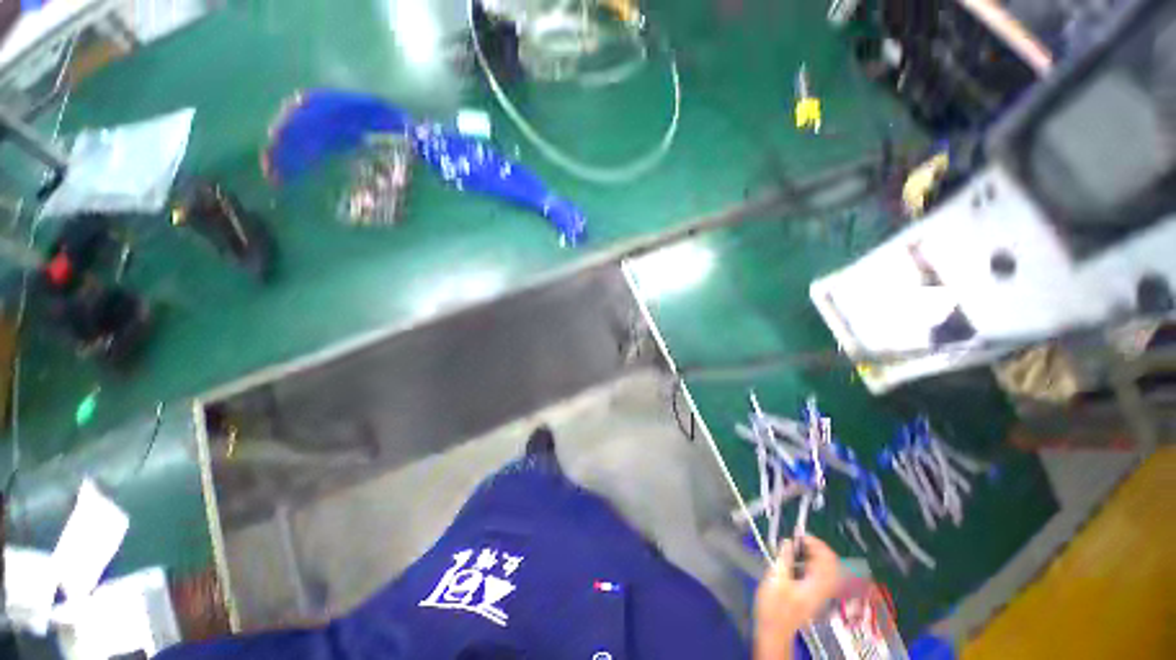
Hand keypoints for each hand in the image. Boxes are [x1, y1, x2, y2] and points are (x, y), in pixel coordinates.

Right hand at [753, 535, 840, 659]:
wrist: (775, 630)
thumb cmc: (774, 606)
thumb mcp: (776, 578)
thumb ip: (784, 558)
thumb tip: (789, 541)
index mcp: (817, 584)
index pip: (828, 559)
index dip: (816, 543)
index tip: (799, 534)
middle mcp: (823, 588)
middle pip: (829, 563)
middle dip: (815, 547)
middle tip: (797, 539)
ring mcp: (819, 593)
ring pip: (824, 569)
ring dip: (812, 555)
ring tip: (794, 547)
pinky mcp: (813, 595)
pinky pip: (819, 575)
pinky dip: (810, 564)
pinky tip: (795, 561)